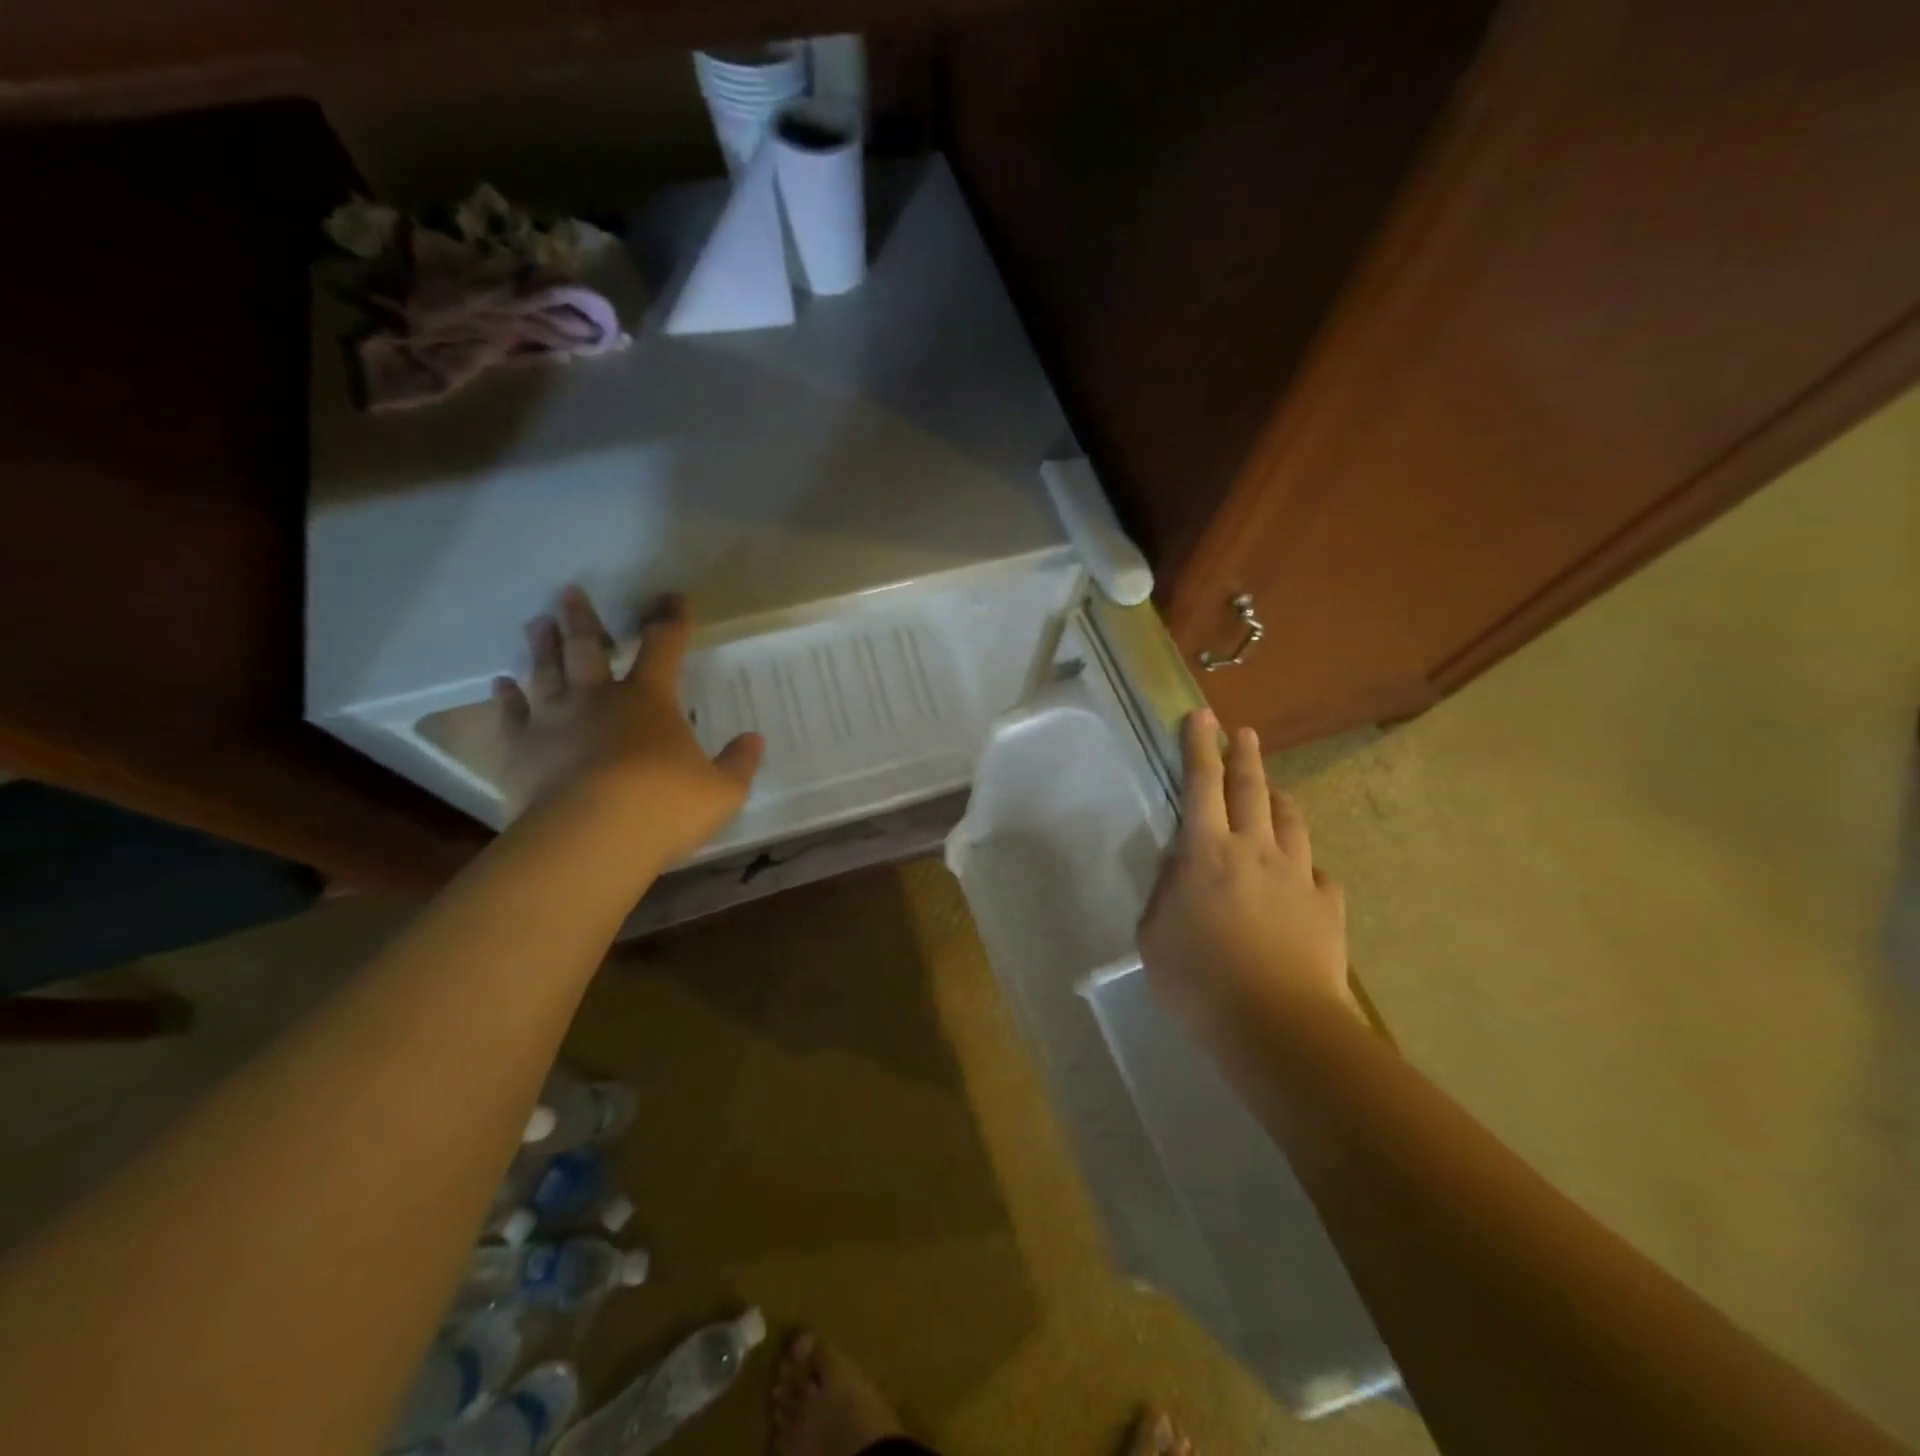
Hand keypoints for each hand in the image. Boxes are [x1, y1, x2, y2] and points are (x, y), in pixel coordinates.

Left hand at [492, 588, 763, 857]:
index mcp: (649, 699)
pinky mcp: (521, 751)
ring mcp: (554, 722)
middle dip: (582, 619)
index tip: (673, 598)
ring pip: (546, 673)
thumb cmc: (664, 806)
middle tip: (569, 592)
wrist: (591, 837)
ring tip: (536, 622)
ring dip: (541, 647)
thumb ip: (739, 763)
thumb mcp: (721, 791)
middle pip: (586, 648)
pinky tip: (500, 685)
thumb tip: (754, 740)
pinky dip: (505, 699)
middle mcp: (597, 698)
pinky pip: (511, 717)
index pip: (663, 647)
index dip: (671, 620)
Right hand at [1138, 710, 1356, 1032]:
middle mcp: (1255, 850)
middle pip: (1251, 790)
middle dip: (1243, 757)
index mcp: (1207, 852)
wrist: (1277, 1024)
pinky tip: (1301, 874)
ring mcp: (1297, 875)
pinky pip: (1316, 873)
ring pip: (1290, 822)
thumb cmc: (1199, 980)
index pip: (1200, 785)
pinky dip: (1303, 865)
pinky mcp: (1326, 905)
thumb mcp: (1154, 935)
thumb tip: (1180, 867)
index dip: (1198, 747)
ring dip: (1278, 799)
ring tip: (1273, 790)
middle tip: (1242, 733)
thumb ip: (1166, 892)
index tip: (1201, 716)